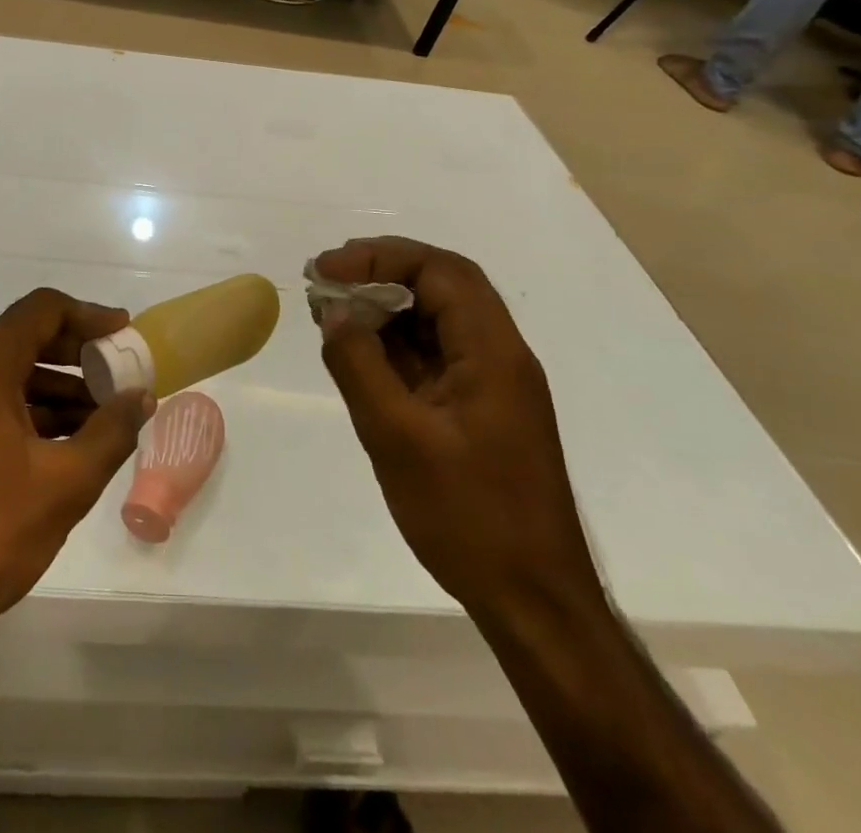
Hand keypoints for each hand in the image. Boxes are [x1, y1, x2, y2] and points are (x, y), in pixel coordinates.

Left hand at [0, 290, 155, 659]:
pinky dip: (17, 410)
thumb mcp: (64, 484)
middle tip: (115, 378)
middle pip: (19, 338)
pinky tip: (52, 444)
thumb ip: (111, 432)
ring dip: (48, 388)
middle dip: (73, 357)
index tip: (123, 333)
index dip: (89, 316)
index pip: (42, 310)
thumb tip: (142, 397)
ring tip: (95, 420)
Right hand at [314, 238, 601, 619]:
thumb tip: (334, 312)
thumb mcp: (396, 437)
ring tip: (332, 309)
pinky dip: (395, 341)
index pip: (439, 272)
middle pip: (443, 285)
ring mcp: (492, 383)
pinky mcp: (480, 408)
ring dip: (386, 304)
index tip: (327, 270)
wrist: (533, 602)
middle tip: (327, 278)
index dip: (379, 258)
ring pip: (438, 317)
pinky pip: (435, 353)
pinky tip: (358, 350)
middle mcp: (499, 355)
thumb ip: (358, 365)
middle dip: (381, 271)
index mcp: (493, 352)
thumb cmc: (468, 517)